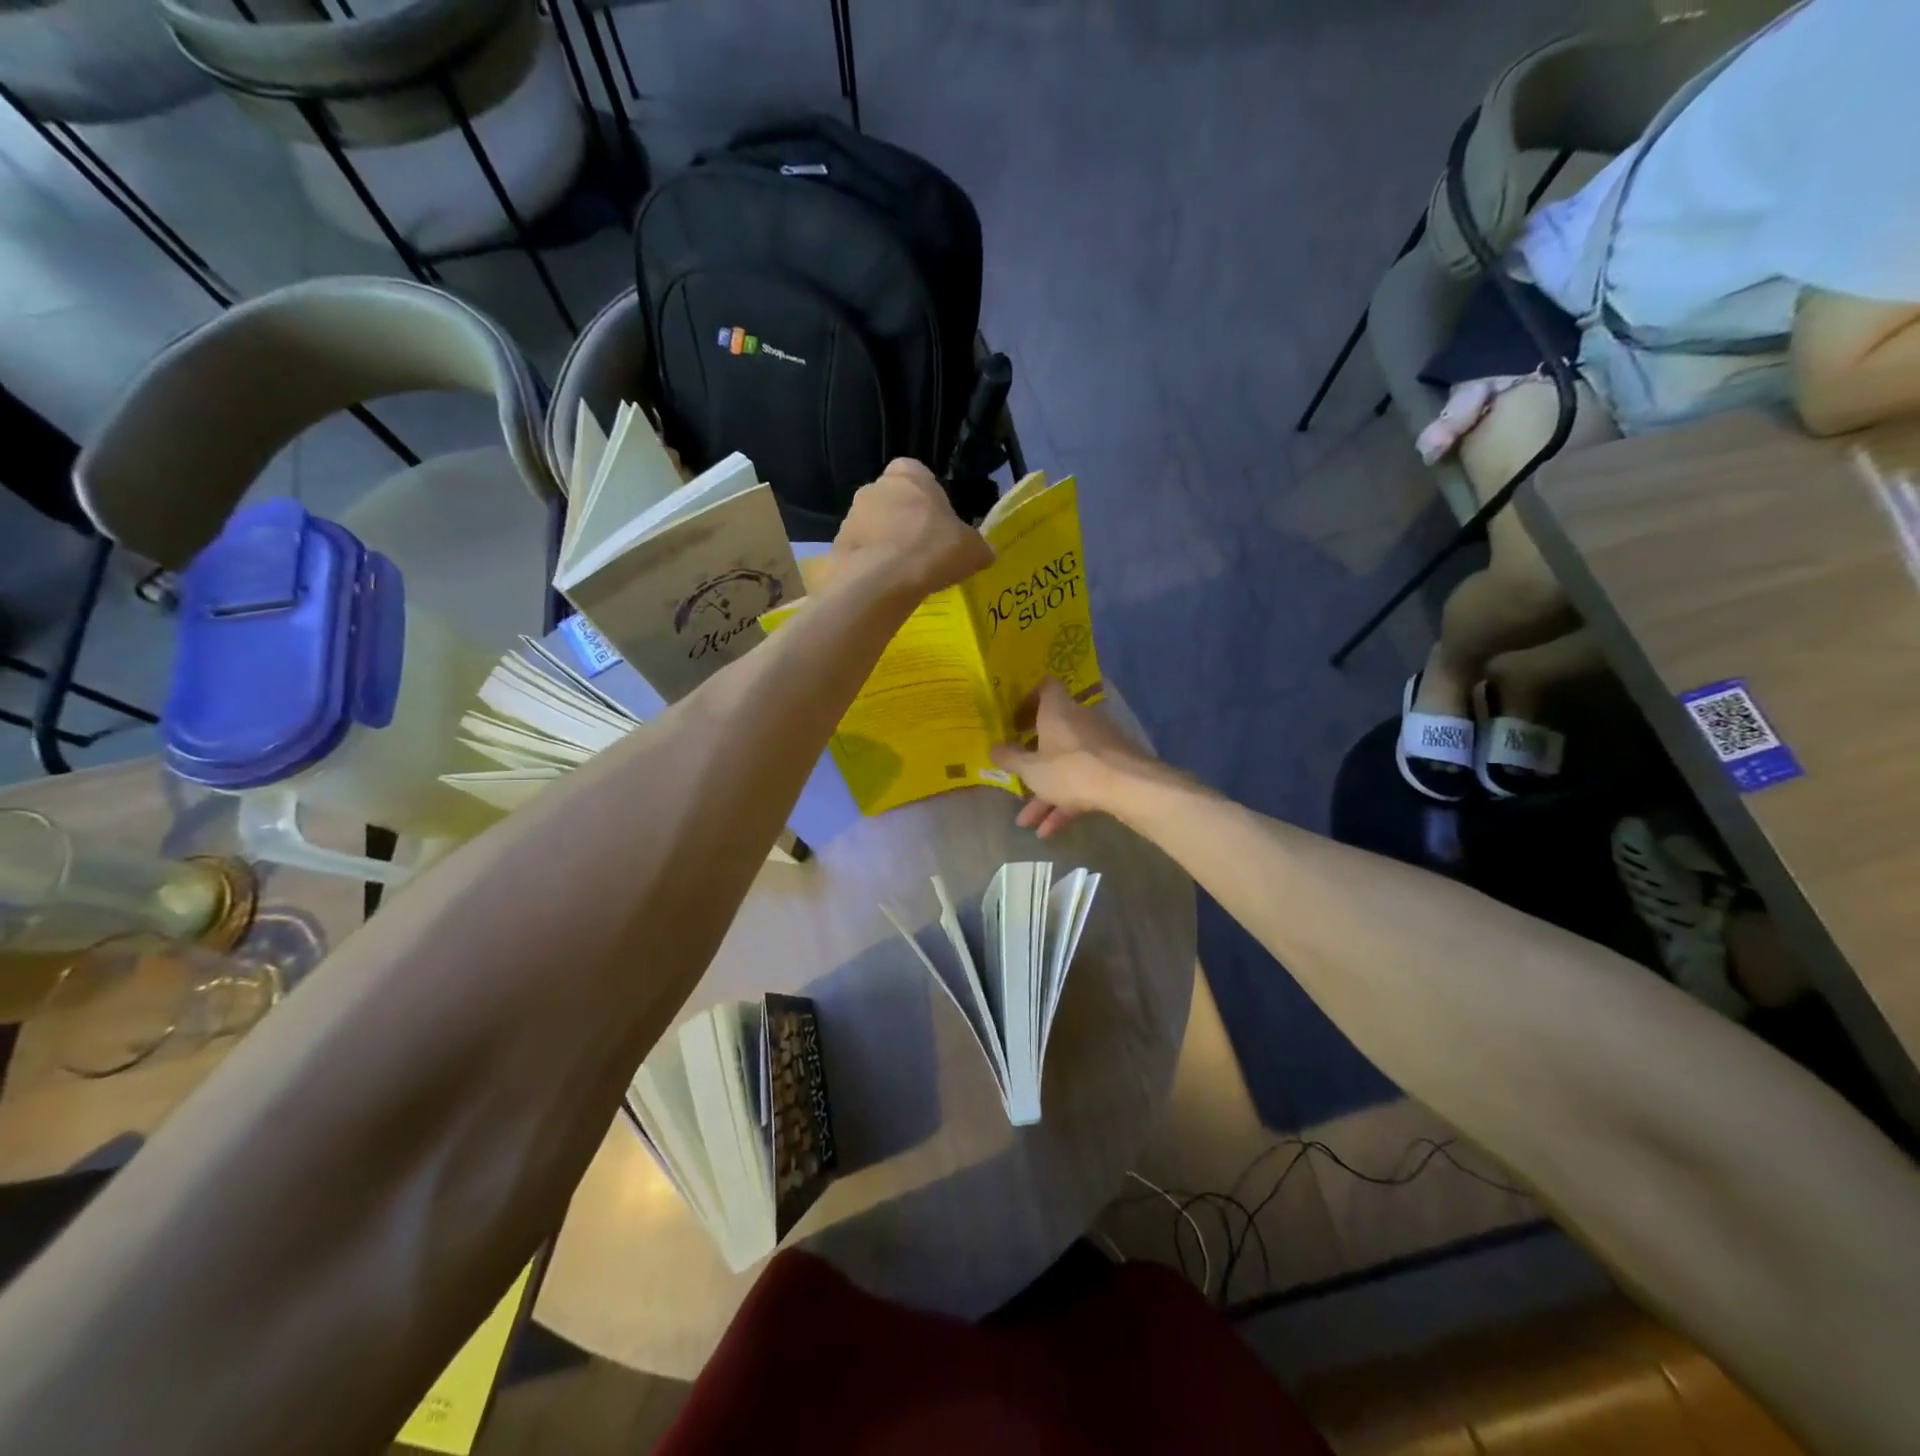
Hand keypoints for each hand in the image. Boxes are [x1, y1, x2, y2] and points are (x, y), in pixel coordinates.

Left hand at [831, 459, 993, 599]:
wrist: (882, 581)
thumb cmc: (933, 550)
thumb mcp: (972, 550)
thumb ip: (978, 547)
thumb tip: (985, 553)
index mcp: (908, 474)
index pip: (917, 474)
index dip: (928, 499)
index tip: (938, 524)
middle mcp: (875, 486)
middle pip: (893, 501)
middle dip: (905, 522)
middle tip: (923, 552)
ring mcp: (851, 515)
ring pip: (874, 526)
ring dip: (886, 543)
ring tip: (904, 574)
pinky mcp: (838, 545)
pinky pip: (860, 552)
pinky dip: (871, 565)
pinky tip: (885, 585)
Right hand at [990, 678, 1154, 838]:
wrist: (1127, 787)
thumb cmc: (1070, 769)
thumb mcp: (1031, 769)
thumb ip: (1010, 759)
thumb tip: (992, 749)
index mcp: (1057, 710)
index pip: (1044, 688)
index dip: (1028, 700)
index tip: (1014, 720)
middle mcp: (1079, 721)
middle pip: (1052, 733)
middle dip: (1032, 760)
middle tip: (1016, 773)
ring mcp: (1099, 745)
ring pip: (1066, 765)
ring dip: (1046, 792)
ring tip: (1026, 821)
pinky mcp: (1112, 768)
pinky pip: (1082, 782)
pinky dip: (1065, 803)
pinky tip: (1048, 831)